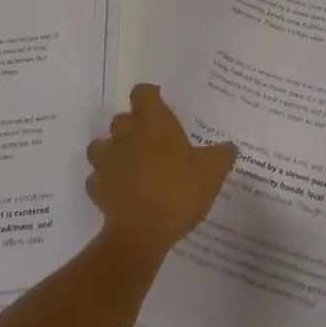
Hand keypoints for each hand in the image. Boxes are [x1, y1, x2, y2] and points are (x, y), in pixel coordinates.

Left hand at [86, 84, 237, 258]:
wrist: (141, 233)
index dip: (151, 96)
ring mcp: (107, 161)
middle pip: (122, 119)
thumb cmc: (178, 190)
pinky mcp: (96, 189)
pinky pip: (98, 178)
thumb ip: (222, 154)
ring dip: (114, 151)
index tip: (162, 105)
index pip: (143, 93)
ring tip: (132, 165)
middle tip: (153, 141)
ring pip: (103, 146)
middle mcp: (125, 134)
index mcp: (152, 121)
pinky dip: (107, 182)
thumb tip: (229, 147)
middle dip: (134, 126)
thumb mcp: (212, 171)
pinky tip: (122, 192)